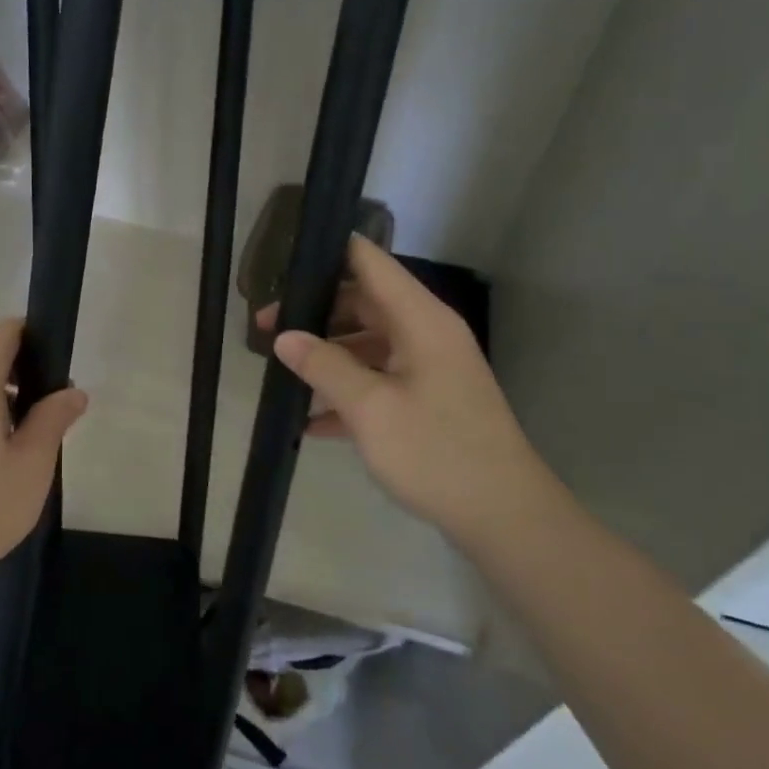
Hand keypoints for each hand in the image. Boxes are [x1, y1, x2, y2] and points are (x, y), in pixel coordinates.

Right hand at [264, 237, 557, 541]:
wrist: (504, 517)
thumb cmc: (436, 452)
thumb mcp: (370, 409)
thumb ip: (323, 366)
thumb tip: (283, 336)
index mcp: (419, 319)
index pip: (370, 261)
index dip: (328, 251)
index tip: (283, 261)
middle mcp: (425, 333)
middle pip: (363, 302)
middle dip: (314, 312)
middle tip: (264, 328)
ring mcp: (428, 368)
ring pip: (367, 343)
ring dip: (326, 356)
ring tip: (281, 372)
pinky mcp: (427, 400)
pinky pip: (378, 380)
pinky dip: (346, 391)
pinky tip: (310, 421)